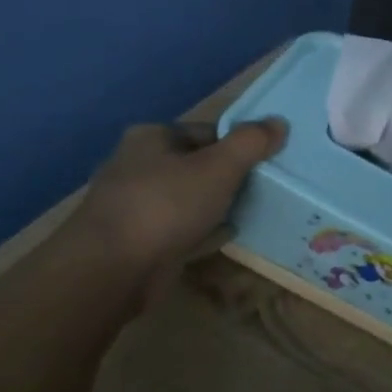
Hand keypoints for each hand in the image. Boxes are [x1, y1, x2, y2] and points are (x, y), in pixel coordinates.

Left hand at [67, 118, 286, 303]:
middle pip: (197, 165)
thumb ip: (250, 143)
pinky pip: (180, 228)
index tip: (265, 164)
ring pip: (188, 199)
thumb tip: (279, 122)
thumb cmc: (166, 206)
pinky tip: (224, 237)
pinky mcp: (137, 240)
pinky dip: (202, 231)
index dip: (238, 145)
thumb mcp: (218, 167)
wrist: (112, 269)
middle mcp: (137, 165)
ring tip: (250, 213)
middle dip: (228, 178)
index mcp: (151, 138)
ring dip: (216, 206)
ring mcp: (134, 205)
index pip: (206, 132)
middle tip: (262, 191)